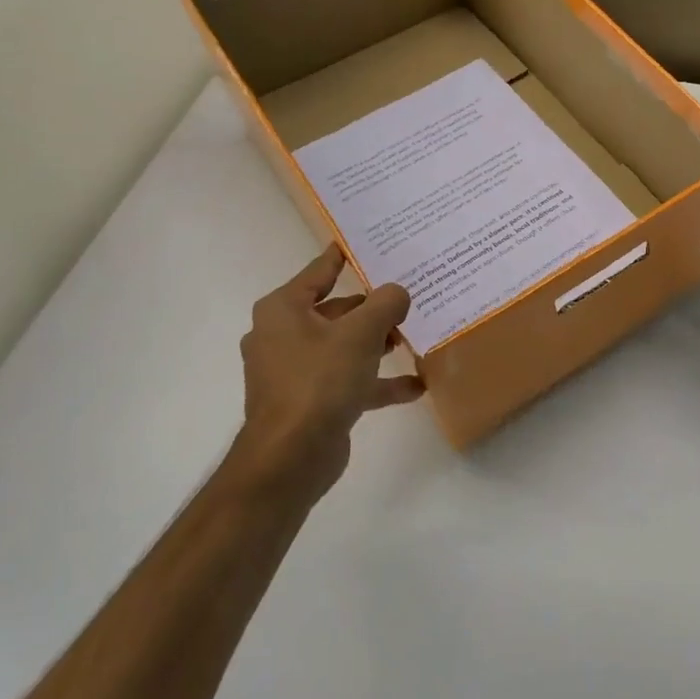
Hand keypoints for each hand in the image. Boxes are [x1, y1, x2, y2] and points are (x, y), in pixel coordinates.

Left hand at [226, 244, 424, 507]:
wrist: (290, 457)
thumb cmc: (320, 380)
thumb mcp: (360, 333)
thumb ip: (385, 305)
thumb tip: (397, 292)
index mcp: (284, 310)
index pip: (319, 272)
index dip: (341, 257)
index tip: (362, 241)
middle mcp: (284, 336)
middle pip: (335, 311)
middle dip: (371, 308)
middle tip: (406, 297)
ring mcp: (295, 372)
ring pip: (343, 347)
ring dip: (376, 344)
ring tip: (411, 338)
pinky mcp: (310, 402)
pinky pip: (348, 381)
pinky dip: (376, 381)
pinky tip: (415, 385)